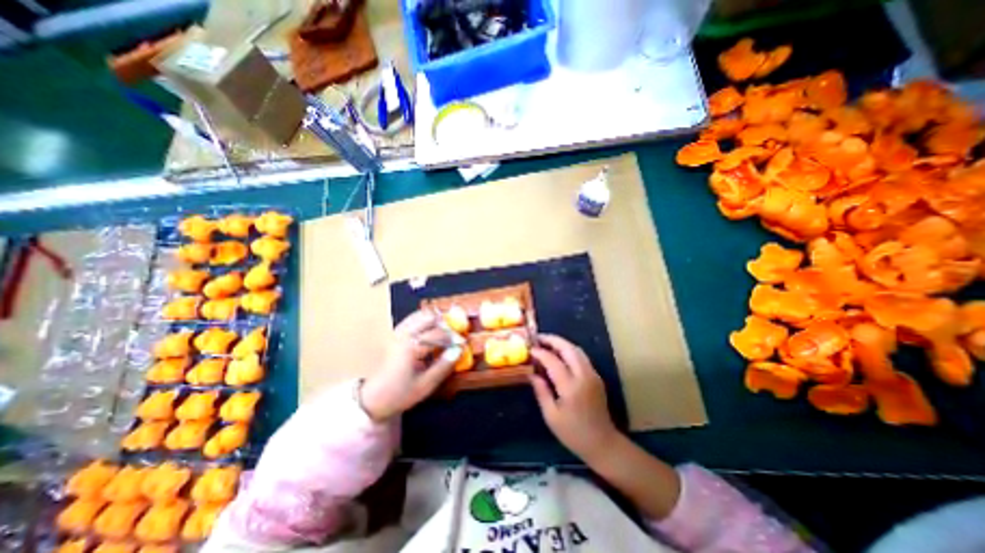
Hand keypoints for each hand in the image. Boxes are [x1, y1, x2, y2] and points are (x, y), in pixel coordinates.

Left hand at [360, 308, 460, 421]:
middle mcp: (404, 334)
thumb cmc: (400, 394)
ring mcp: (398, 331)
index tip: (463, 344)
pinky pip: (414, 318)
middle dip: (446, 325)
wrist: (374, 399)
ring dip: (436, 320)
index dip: (453, 337)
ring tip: (445, 333)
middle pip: (430, 317)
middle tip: (454, 338)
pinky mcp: (397, 333)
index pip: (438, 333)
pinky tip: (432, 330)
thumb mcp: (425, 385)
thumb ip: (444, 366)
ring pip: (421, 314)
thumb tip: (460, 350)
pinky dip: (426, 320)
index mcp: (410, 346)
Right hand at [531, 334, 612, 460]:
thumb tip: (531, 373)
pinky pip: (581, 356)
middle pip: (568, 348)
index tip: (529, 349)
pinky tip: (559, 355)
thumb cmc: (573, 433)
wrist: (603, 443)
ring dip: (561, 343)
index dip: (540, 353)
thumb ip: (541, 391)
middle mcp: (584, 376)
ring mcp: (592, 374)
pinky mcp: (596, 376)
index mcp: (571, 387)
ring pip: (576, 349)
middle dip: (552, 340)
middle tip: (538, 338)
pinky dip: (568, 350)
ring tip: (546, 343)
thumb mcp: (551, 416)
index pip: (553, 361)